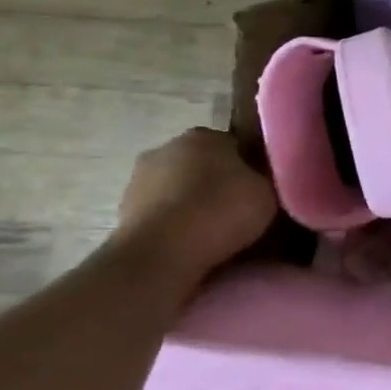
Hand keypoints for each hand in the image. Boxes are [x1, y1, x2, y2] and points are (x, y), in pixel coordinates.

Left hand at [113, 127, 276, 285]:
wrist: (162, 253)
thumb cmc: (221, 210)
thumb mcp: (269, 190)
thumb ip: (266, 178)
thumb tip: (265, 178)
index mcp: (203, 136)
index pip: (235, 144)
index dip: (252, 166)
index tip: (264, 187)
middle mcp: (165, 149)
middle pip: (203, 165)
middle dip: (219, 182)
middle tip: (243, 208)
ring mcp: (137, 181)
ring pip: (179, 189)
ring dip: (194, 204)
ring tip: (218, 231)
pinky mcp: (122, 213)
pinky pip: (163, 214)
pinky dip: (176, 224)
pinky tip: (194, 243)